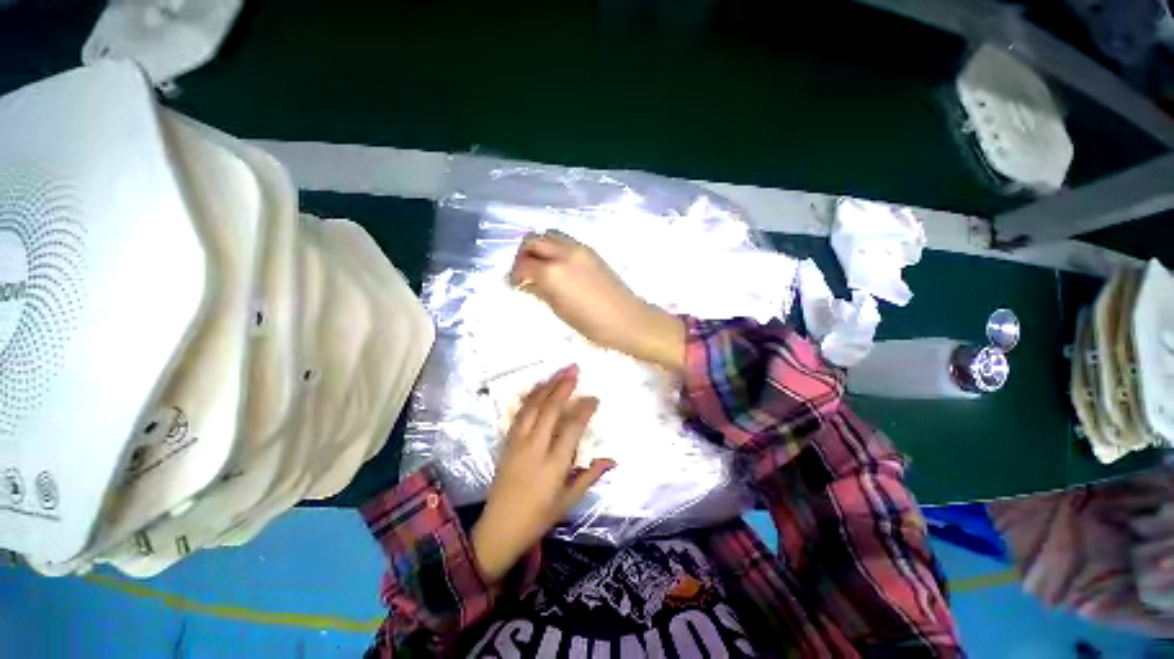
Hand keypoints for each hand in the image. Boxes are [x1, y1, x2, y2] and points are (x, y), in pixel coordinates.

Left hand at [471, 365, 613, 583]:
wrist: (498, 529)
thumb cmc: (538, 517)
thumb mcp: (568, 501)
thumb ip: (590, 476)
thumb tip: (612, 459)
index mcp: (553, 465)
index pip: (572, 428)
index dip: (584, 409)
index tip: (594, 398)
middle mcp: (534, 448)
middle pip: (549, 410)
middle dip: (563, 387)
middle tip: (575, 369)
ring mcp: (517, 443)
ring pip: (532, 407)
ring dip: (546, 386)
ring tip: (559, 371)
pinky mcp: (507, 442)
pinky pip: (519, 413)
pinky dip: (530, 397)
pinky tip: (539, 387)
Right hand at [510, 231, 685, 372]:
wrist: (627, 319)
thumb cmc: (592, 323)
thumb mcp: (560, 310)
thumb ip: (540, 291)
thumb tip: (526, 283)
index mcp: (553, 272)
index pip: (524, 264)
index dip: (514, 275)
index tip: (514, 284)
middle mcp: (563, 253)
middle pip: (533, 240)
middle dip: (523, 254)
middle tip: (523, 272)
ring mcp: (579, 249)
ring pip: (549, 235)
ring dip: (539, 247)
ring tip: (539, 266)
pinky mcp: (591, 251)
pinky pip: (565, 241)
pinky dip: (554, 248)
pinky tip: (557, 267)